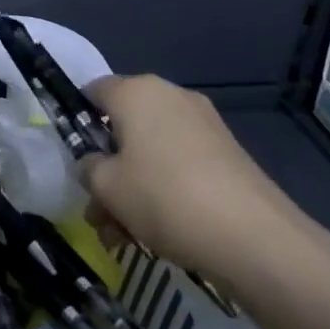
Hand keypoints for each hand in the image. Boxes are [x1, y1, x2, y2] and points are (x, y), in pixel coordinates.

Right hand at [78, 75, 329, 300]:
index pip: (93, 91)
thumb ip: (88, 168)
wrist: (254, 238)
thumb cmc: (164, 198)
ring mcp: (203, 124)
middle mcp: (170, 96)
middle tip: (98, 212)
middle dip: (106, 169)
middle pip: (123, 127)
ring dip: (131, 187)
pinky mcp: (227, 154)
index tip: (75, 160)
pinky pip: (179, 164)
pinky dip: (163, 190)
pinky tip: (156, 234)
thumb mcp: (106, 187)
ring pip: (151, 151)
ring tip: (122, 237)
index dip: (77, 122)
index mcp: (136, 91)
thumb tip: (92, 164)